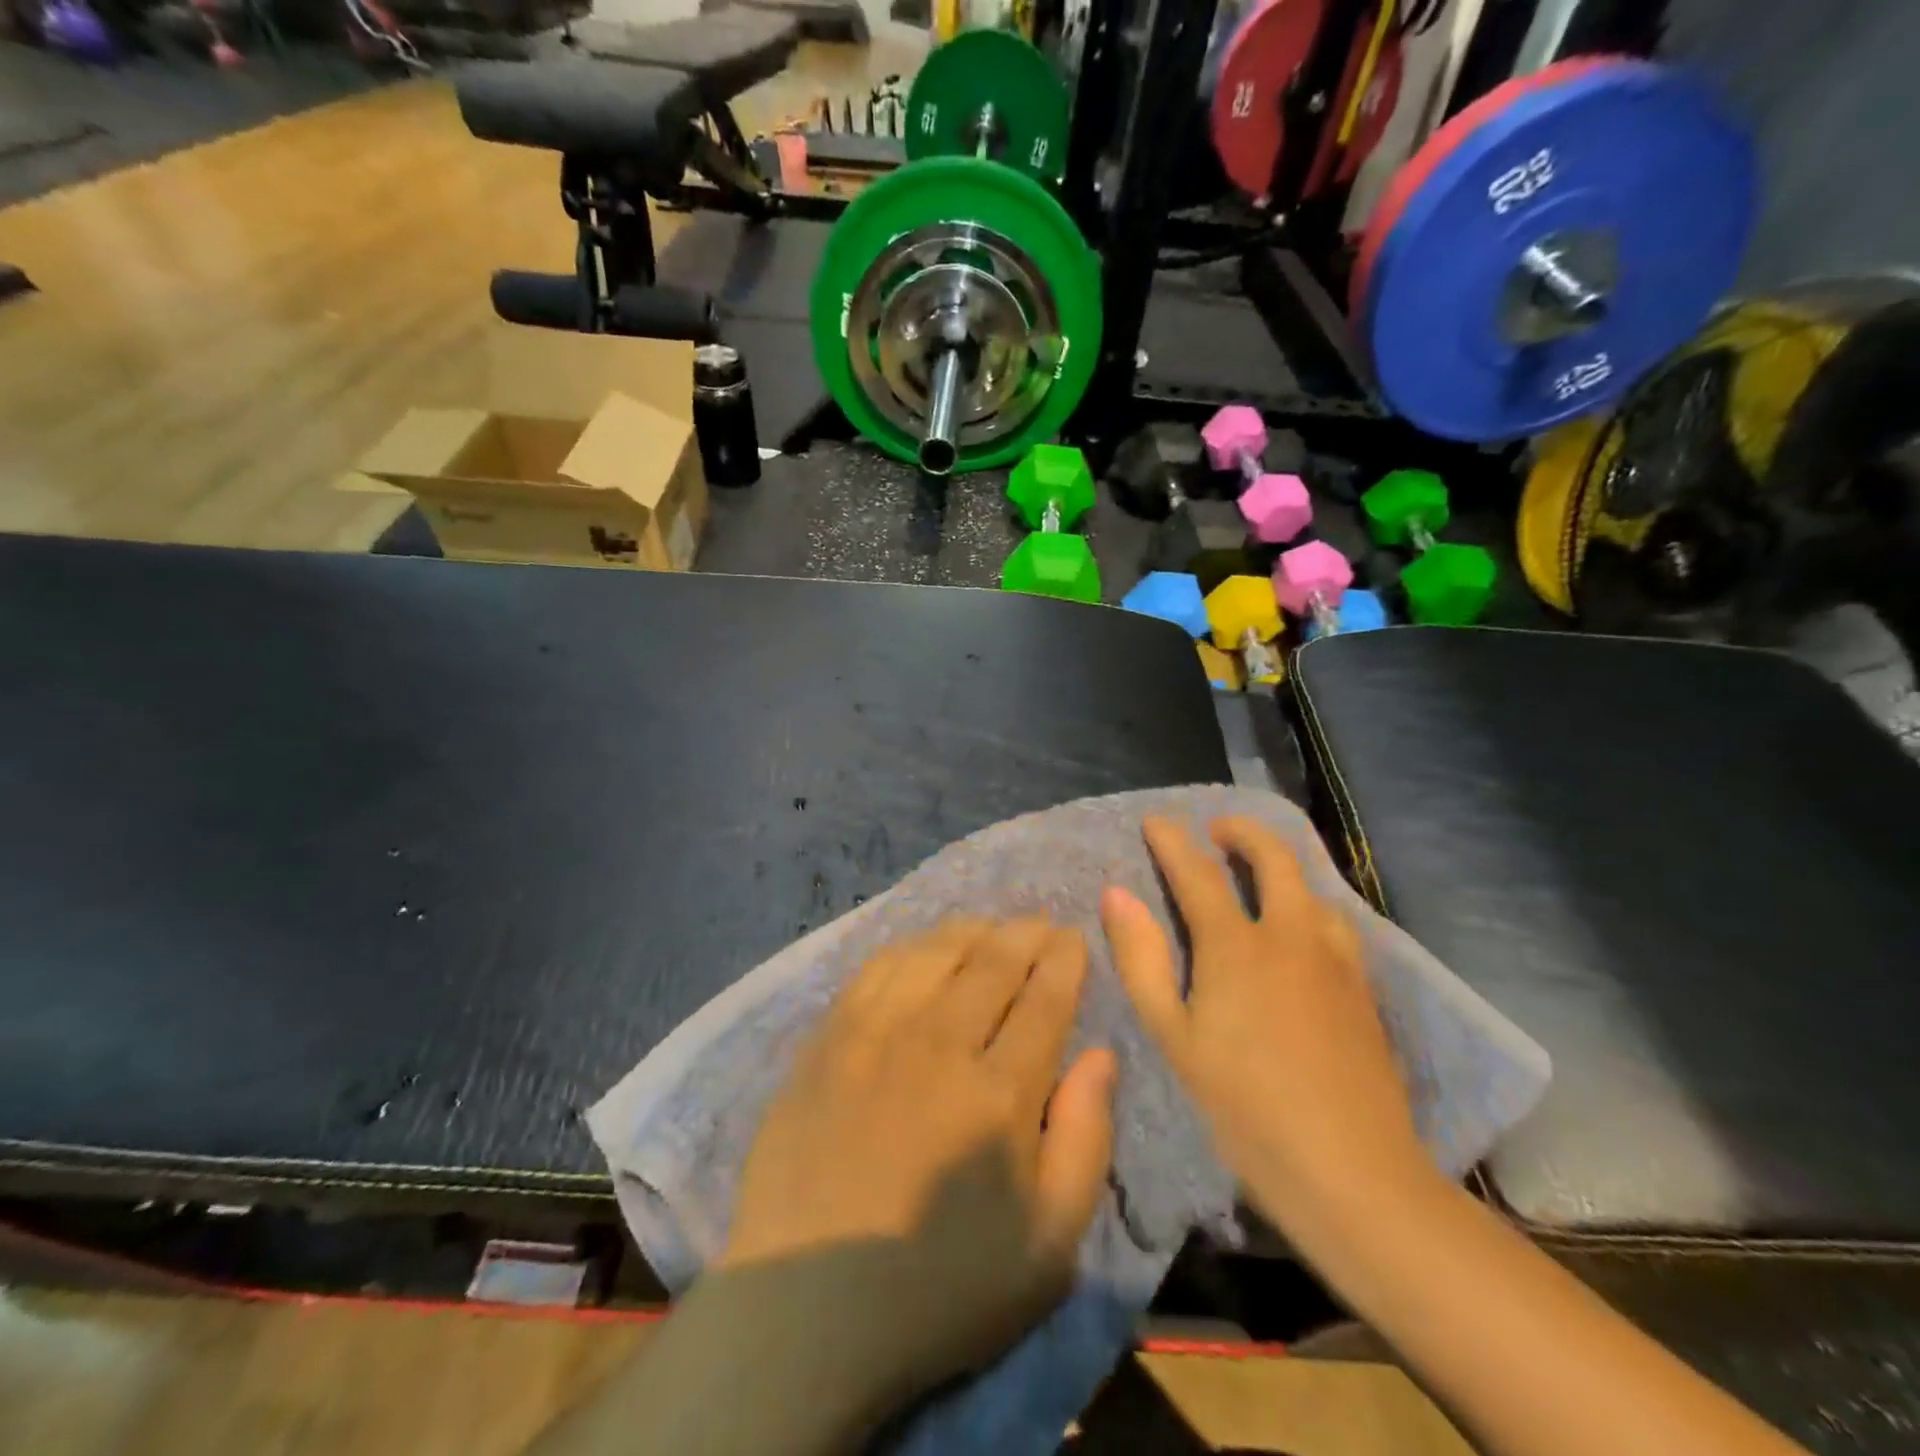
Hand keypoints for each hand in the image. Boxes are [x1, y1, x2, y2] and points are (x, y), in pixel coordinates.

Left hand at [724, 918, 1116, 1403]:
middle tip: (1040, 923)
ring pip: (935, 952)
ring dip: (972, 930)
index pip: (1044, 997)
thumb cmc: (941, 1288)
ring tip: (989, 927)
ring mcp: (876, 1033)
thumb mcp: (1047, 1246)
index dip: (1064, 959)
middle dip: (1025, 933)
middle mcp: (940, 1043)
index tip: (1072, 938)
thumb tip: (1101, 1055)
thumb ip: (1084, 1140)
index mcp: (1000, 1093)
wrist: (806, 1307)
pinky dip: (912, 947)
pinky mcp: (828, 1037)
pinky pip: (878, 968)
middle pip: (993, 961)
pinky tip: (923, 949)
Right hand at [1100, 816, 1430, 1234]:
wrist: (1354, 1174)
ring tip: (1259, 876)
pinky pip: (1335, 923)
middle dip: (1243, 831)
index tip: (1155, 819)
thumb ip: (1142, 959)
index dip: (1172, 841)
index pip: (1198, 873)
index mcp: (1236, 947)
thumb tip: (1116, 894)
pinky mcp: (1365, 989)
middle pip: (1274, 858)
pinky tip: (1301, 933)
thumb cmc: (1244, 1108)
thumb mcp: (1173, 1037)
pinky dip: (1309, 905)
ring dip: (1282, 868)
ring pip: (1312, 889)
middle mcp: (1291, 937)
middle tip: (1217, 830)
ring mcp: (1336, 961)